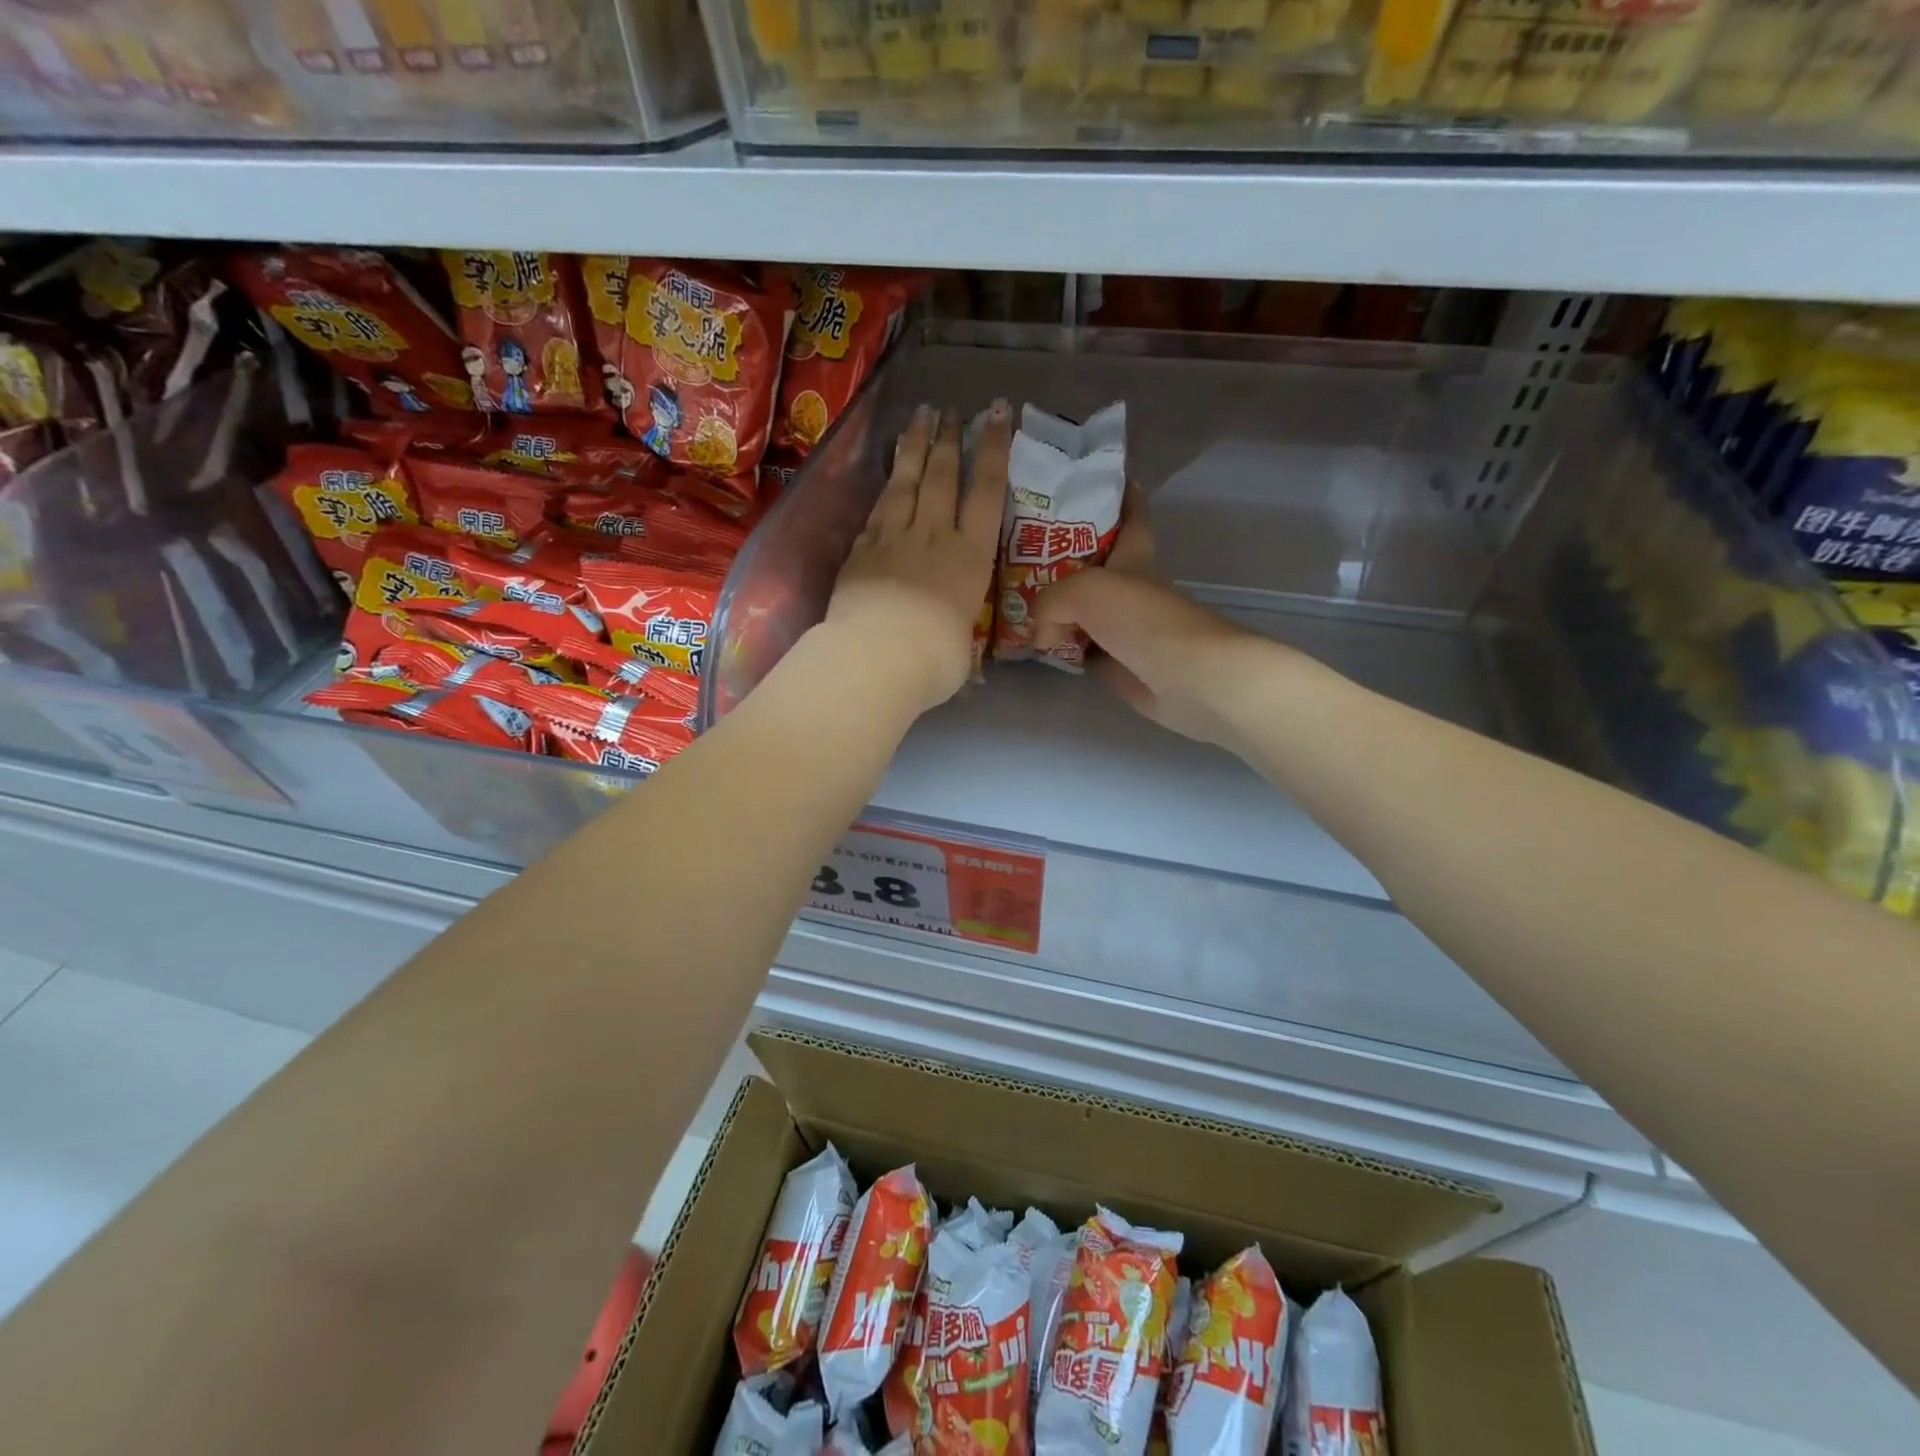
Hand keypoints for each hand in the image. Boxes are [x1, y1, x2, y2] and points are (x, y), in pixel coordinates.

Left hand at [823, 402, 1010, 714]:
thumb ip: (958, 630)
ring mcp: (894, 538)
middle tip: (950, 411)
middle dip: (949, 438)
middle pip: (944, 476)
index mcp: (971, 558)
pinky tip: (888, 475)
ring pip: (908, 482)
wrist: (877, 658)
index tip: (995, 414)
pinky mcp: (861, 549)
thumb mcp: (962, 649)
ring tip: (920, 418)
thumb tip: (952, 638)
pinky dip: (886, 487)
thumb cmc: (933, 660)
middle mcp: (935, 536)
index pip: (987, 492)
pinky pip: (877, 508)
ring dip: (915, 447)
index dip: (993, 449)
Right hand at [1028, 488, 1274, 746]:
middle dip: (1063, 556)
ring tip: (1015, 600)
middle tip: (1021, 549)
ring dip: (1056, 607)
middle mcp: (1130, 589)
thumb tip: (1042, 635)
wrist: (1189, 679)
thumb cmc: (1143, 620)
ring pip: (1083, 611)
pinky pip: (1081, 651)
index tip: (1092, 478)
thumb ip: (1049, 602)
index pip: (1131, 514)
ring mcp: (1125, 630)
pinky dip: (1061, 649)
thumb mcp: (1085, 590)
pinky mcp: (1119, 666)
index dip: (1118, 492)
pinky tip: (1036, 646)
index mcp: (1134, 557)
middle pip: (1095, 565)